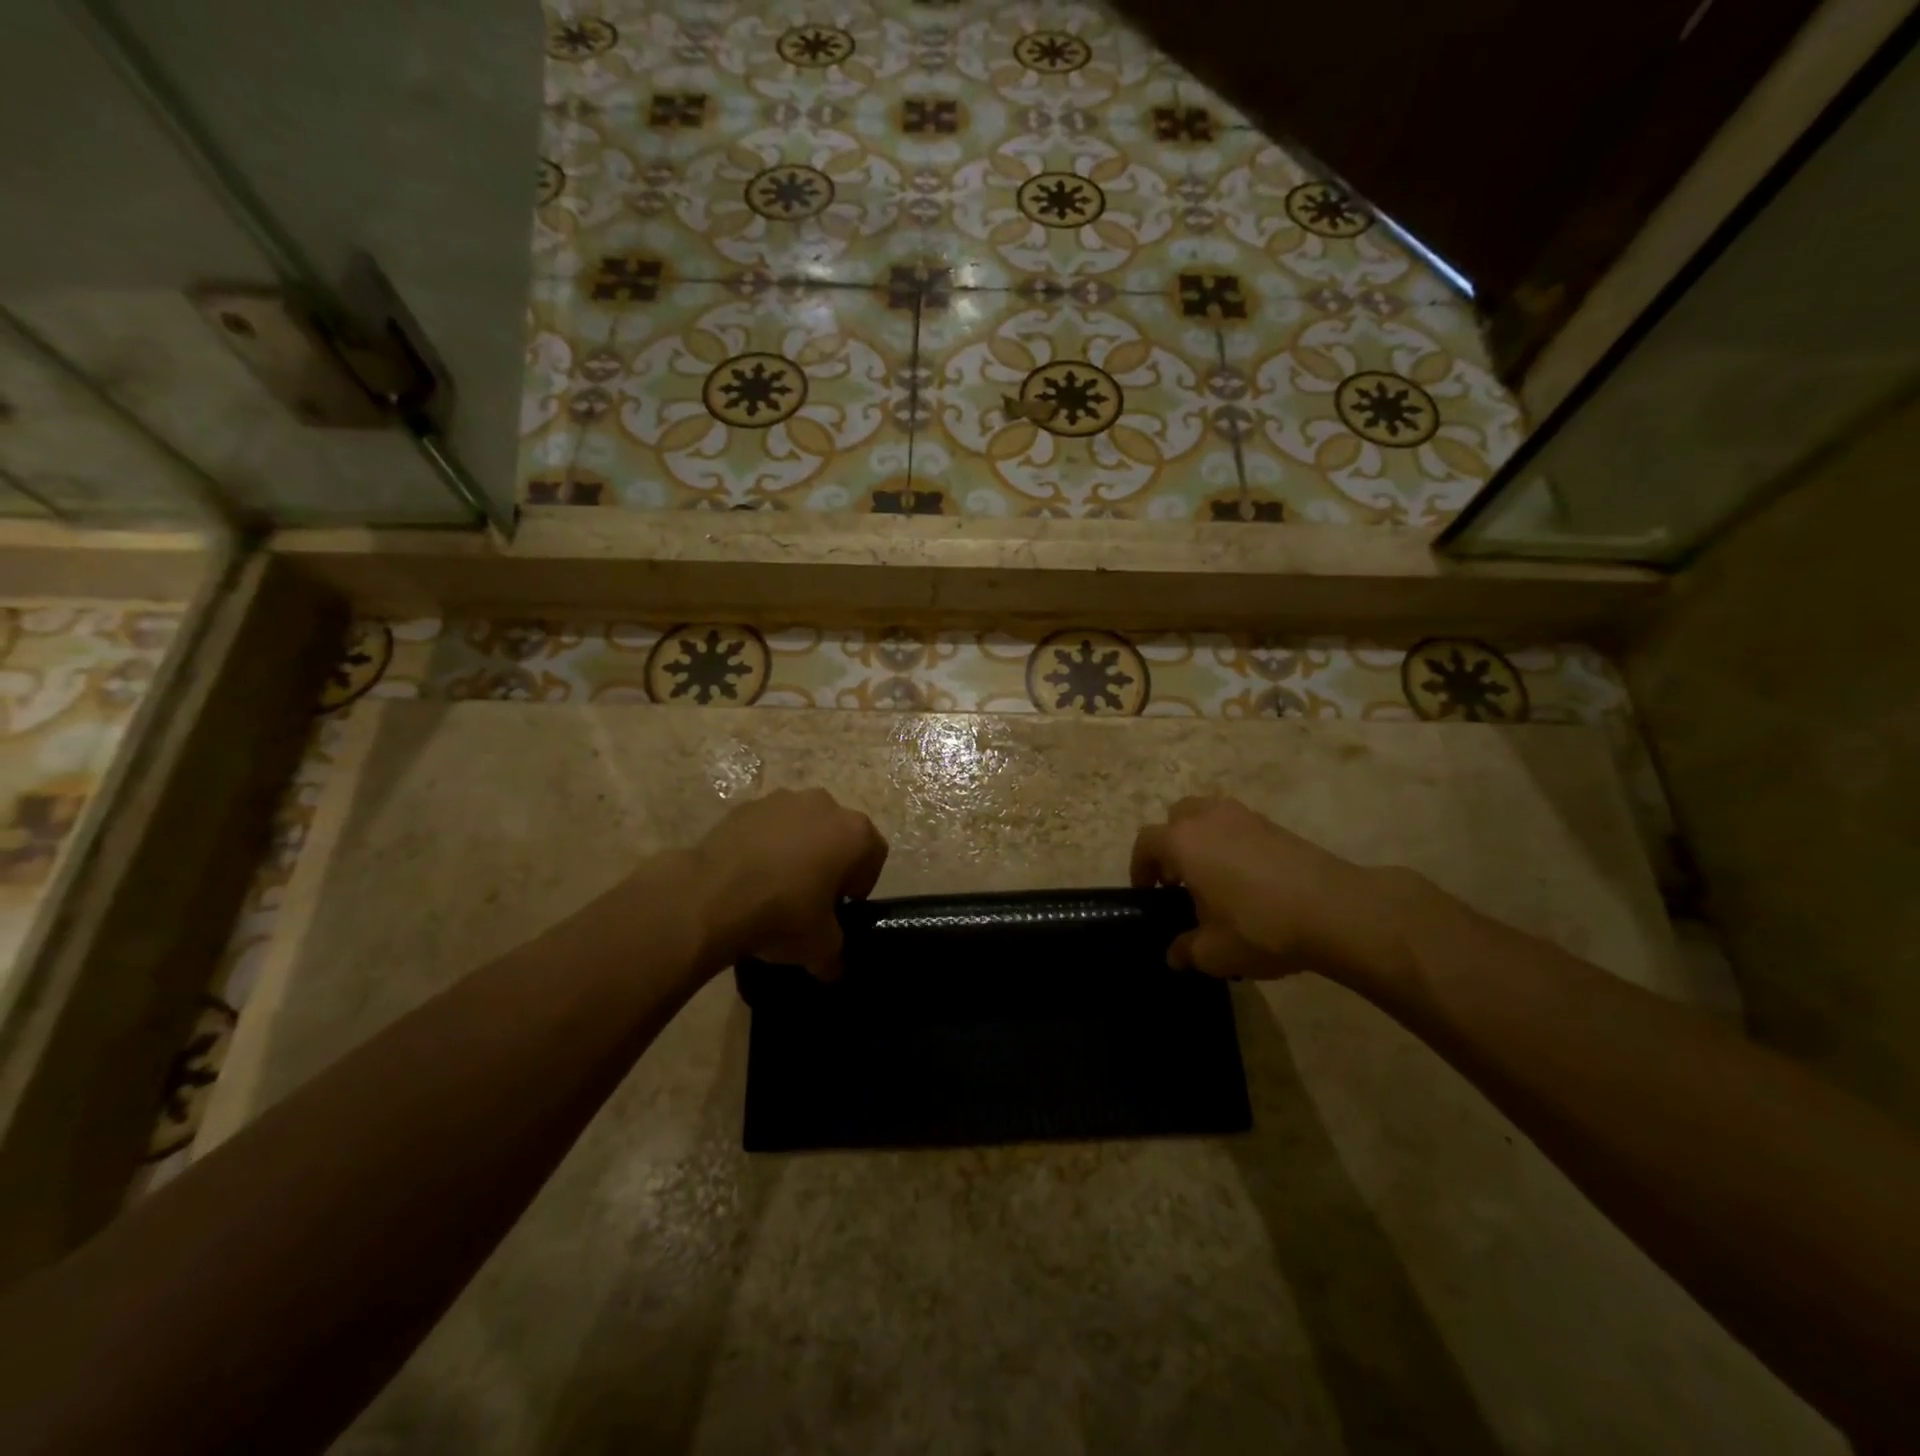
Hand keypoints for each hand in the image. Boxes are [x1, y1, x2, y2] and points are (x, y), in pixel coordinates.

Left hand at [688, 788, 888, 976]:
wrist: (711, 896)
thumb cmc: (782, 914)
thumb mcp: (820, 947)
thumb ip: (835, 954)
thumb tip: (833, 967)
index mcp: (855, 833)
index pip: (874, 856)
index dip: (861, 885)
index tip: (839, 909)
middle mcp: (825, 805)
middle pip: (838, 835)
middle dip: (829, 861)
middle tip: (809, 898)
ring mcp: (783, 800)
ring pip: (802, 826)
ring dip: (796, 849)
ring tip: (774, 886)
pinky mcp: (746, 806)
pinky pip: (767, 827)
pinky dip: (764, 845)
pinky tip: (747, 875)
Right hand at [1130, 796, 1421, 983]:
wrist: (1336, 911)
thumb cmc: (1261, 927)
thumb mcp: (1215, 952)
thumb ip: (1187, 950)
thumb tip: (1175, 954)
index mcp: (1183, 842)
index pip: (1146, 842)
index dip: (1140, 867)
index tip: (1148, 893)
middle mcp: (1209, 818)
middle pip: (1177, 817)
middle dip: (1172, 844)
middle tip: (1179, 879)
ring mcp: (1245, 817)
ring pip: (1210, 816)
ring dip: (1203, 839)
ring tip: (1214, 877)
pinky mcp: (1276, 825)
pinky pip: (1239, 826)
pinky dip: (1233, 843)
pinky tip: (1248, 880)